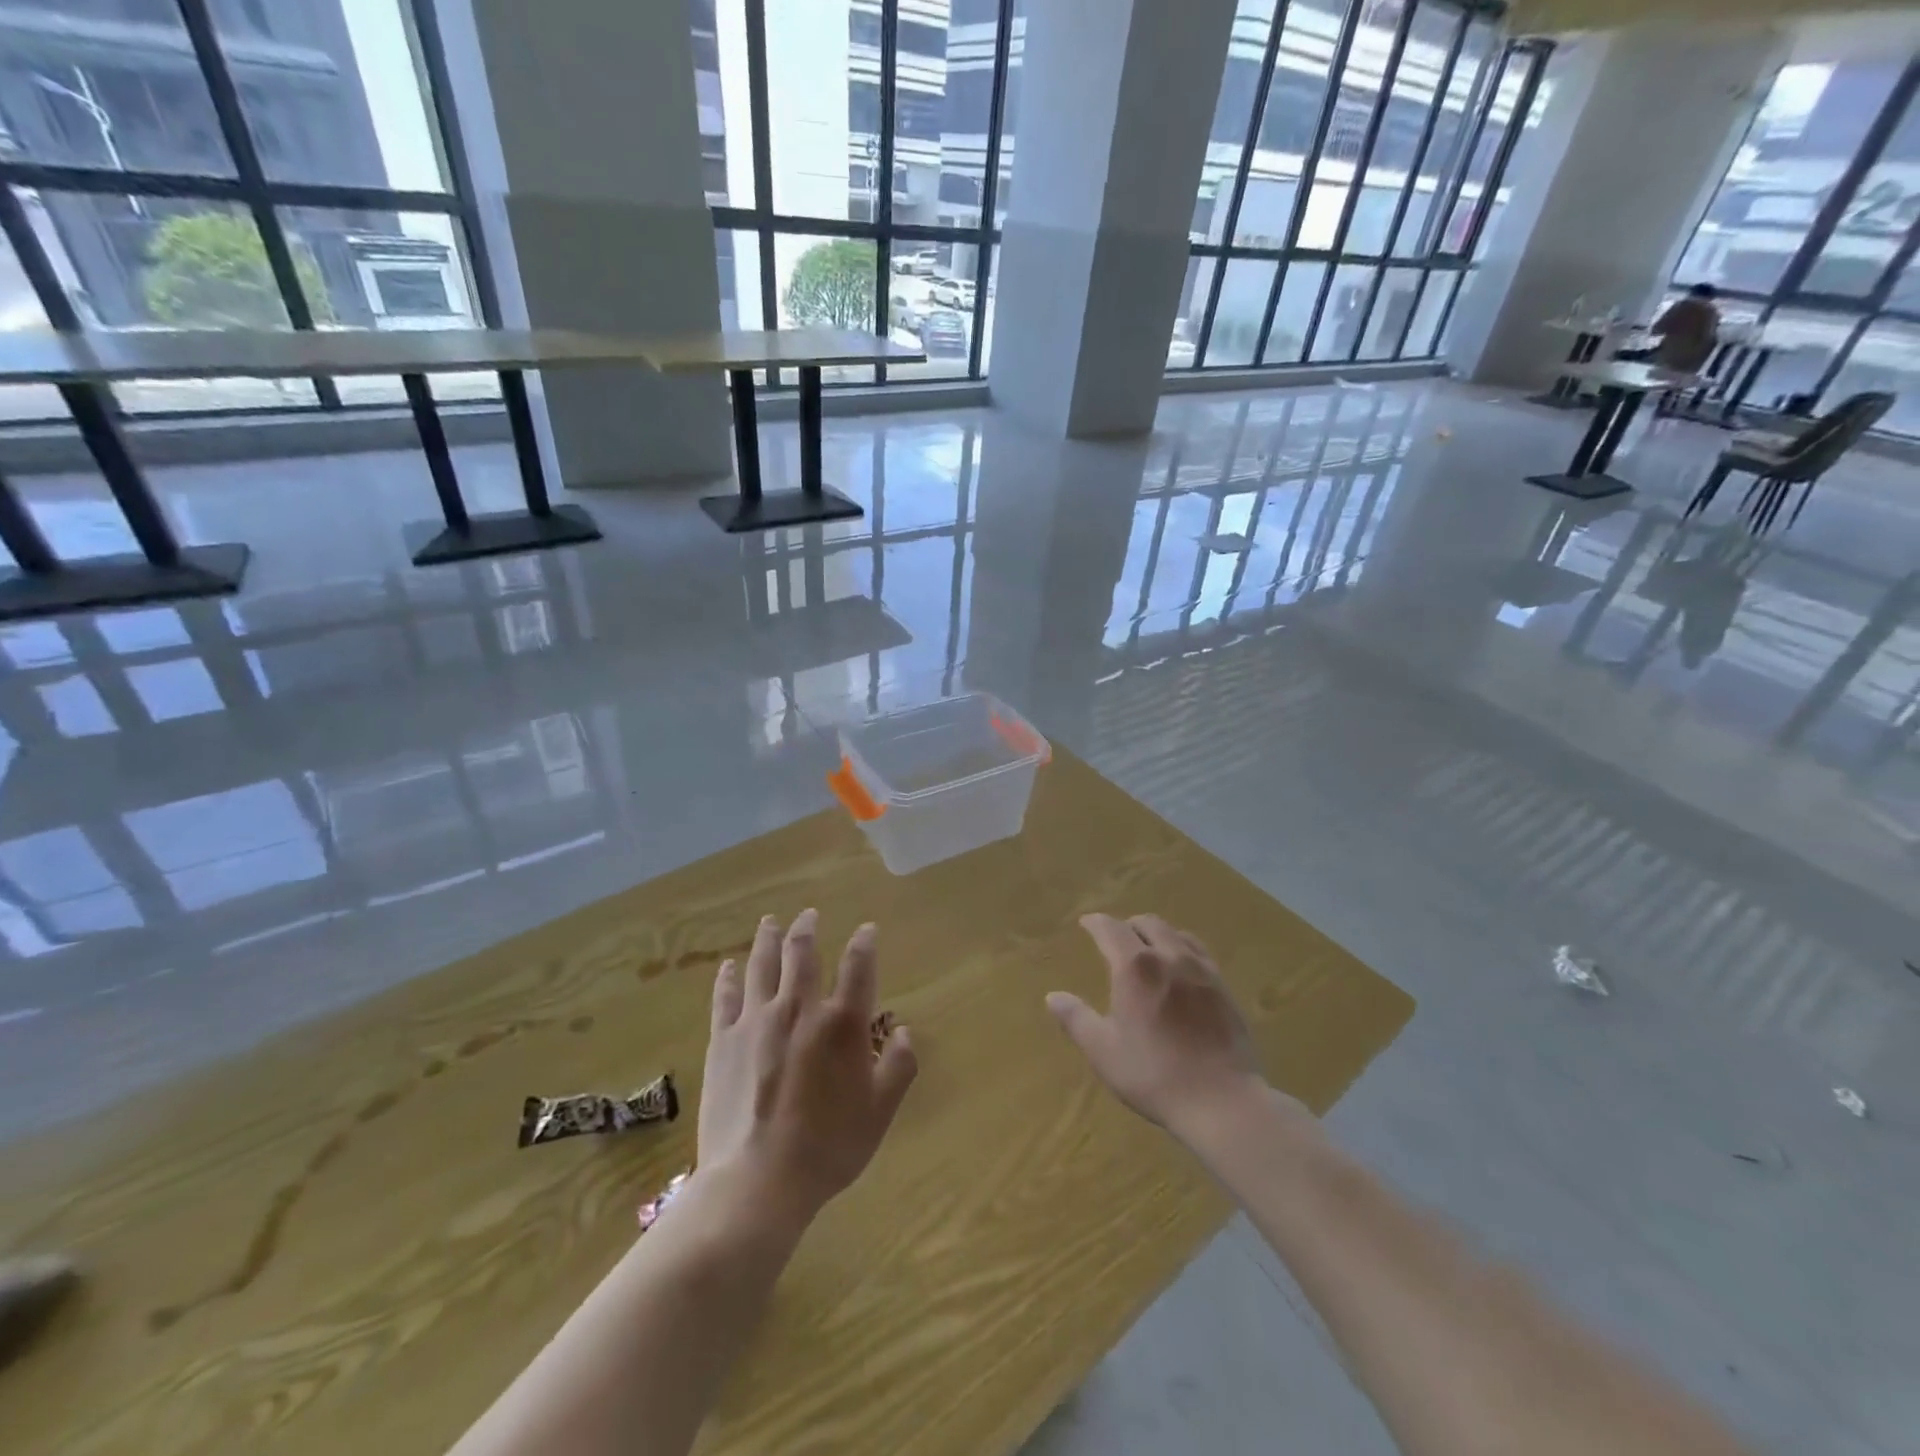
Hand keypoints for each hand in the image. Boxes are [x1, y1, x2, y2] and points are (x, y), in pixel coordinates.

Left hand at [697, 910, 916, 1226]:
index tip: (867, 929)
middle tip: (809, 914)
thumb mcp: (880, 1111)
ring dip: (768, 939)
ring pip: (762, 965)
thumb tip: (902, 1031)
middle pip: (802, 954)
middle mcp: (799, 1009)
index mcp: (841, 1023)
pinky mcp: (723, 1040)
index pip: (858, 966)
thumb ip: (897, 1066)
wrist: (757, 1181)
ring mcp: (756, 1021)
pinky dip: (728, 977)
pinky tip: (728, 965)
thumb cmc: (828, 1147)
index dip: (865, 942)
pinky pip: (725, 997)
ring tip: (770, 921)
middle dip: (808, 929)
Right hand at [1047, 913, 1262, 1139]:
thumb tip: (1053, 996)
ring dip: (1156, 934)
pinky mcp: (1224, 986)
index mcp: (1135, 966)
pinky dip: (1182, 948)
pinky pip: (1199, 952)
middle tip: (1115, 940)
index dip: (1095, 923)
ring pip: (1175, 933)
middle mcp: (1169, 956)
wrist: (1222, 1100)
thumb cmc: (1154, 1074)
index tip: (1086, 924)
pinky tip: (1180, 969)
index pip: (1110, 928)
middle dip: (1127, 925)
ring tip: (1148, 950)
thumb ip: (1076, 1018)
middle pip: (1147, 923)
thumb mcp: (1103, 1051)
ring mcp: (1201, 969)